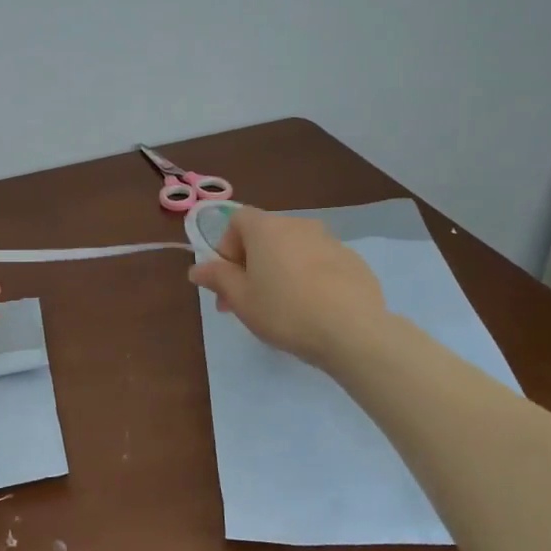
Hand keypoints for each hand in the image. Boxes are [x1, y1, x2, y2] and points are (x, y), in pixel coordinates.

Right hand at [187, 207, 385, 365]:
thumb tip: (197, 268)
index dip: (226, 246)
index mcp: (266, 228)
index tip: (228, 278)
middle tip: (247, 302)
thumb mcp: (240, 299)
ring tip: (282, 308)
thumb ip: (217, 278)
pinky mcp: (353, 260)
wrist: (353, 331)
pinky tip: (313, 309)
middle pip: (265, 236)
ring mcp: (330, 241)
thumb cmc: (285, 311)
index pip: (237, 220)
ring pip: (293, 250)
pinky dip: (309, 278)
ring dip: (280, 270)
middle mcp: (298, 225)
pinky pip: (320, 263)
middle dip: (250, 264)